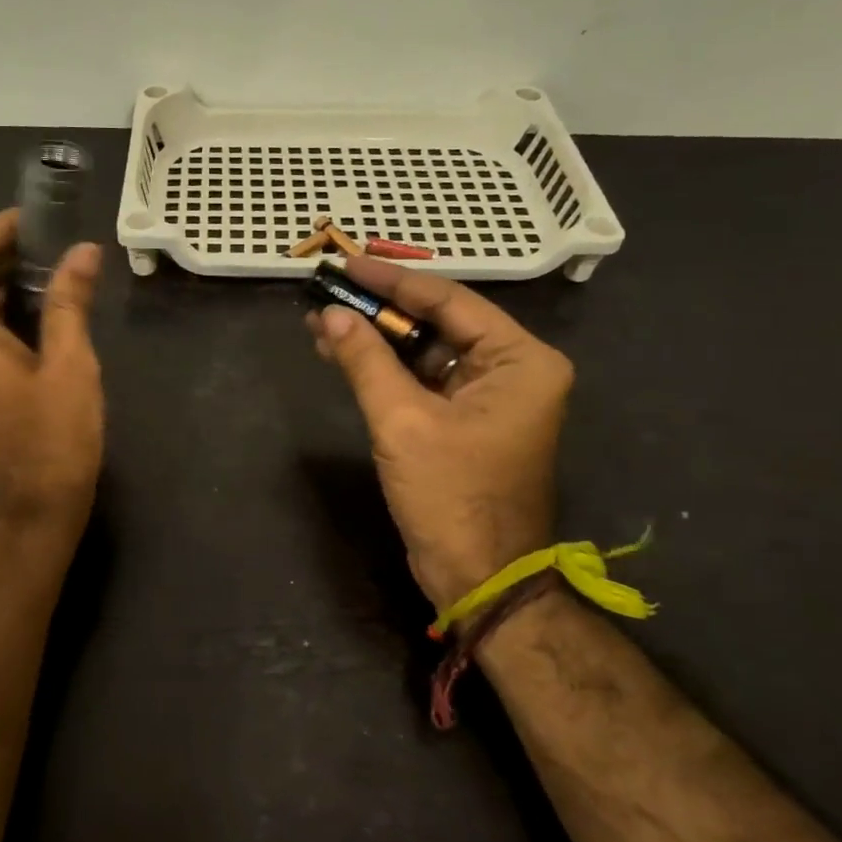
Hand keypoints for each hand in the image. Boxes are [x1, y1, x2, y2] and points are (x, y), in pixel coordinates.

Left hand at [0, 209, 104, 536]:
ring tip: (52, 276)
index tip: (38, 218)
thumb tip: (82, 251)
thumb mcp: (70, 367)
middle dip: (4, 257)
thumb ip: (69, 303)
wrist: (27, 519)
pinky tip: (35, 320)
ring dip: (1, 289)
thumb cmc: (52, 443)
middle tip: (55, 245)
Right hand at [307, 258, 572, 607]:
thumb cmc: (451, 496)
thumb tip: (331, 316)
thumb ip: (367, 362)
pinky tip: (343, 355)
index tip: (345, 264)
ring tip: (322, 323)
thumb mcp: (402, 422)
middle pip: (437, 323)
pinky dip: (384, 370)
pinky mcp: (465, 421)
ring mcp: (489, 397)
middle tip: (327, 293)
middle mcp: (512, 370)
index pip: (449, 300)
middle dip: (379, 312)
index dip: (392, 281)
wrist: (478, 577)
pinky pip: (422, 381)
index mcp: (519, 360)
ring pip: (424, 352)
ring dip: (376, 341)